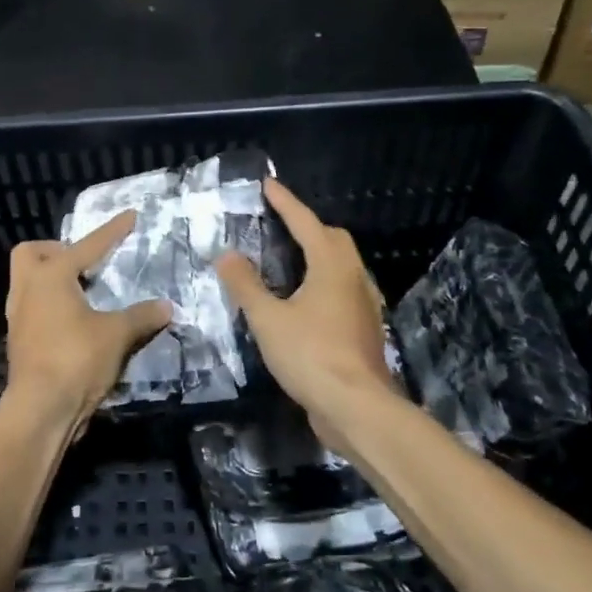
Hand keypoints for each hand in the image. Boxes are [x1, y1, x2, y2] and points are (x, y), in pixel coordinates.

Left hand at [5, 211, 171, 431]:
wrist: (40, 410)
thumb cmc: (76, 360)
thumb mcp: (116, 335)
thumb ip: (141, 316)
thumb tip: (165, 306)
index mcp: (51, 276)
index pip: (87, 246)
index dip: (112, 232)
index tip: (130, 216)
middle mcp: (28, 289)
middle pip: (32, 253)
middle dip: (56, 250)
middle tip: (84, 264)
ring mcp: (19, 316)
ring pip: (27, 282)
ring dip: (52, 279)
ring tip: (83, 291)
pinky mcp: (19, 341)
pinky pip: (32, 308)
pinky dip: (52, 305)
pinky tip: (75, 320)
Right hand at [216, 180, 400, 441]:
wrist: (356, 406)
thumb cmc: (310, 355)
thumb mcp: (268, 319)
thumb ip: (246, 285)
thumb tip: (226, 254)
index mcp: (331, 265)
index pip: (306, 222)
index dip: (285, 202)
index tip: (268, 185)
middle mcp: (353, 276)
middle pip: (333, 238)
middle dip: (307, 225)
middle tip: (280, 224)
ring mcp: (364, 303)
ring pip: (342, 264)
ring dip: (319, 253)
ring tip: (290, 258)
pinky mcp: (364, 327)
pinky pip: (343, 288)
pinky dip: (324, 280)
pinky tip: (306, 298)